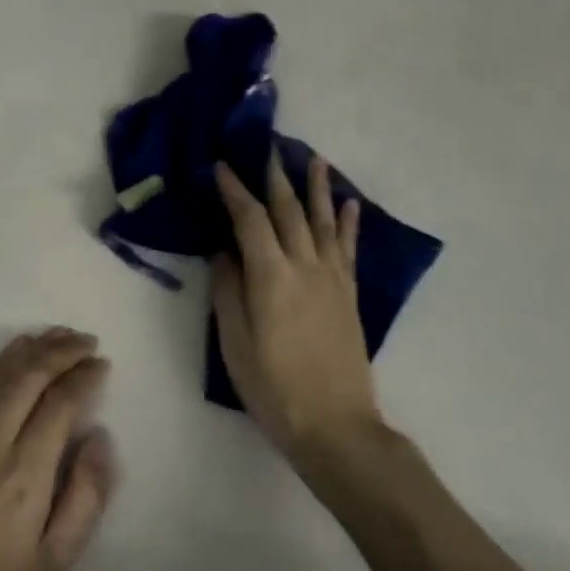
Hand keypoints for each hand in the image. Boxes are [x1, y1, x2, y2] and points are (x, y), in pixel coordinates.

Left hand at [0, 328, 116, 570]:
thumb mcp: (56, 562)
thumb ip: (86, 495)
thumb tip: (99, 436)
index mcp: (23, 474)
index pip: (59, 403)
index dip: (84, 377)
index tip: (103, 364)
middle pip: (27, 377)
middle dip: (60, 351)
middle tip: (86, 341)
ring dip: (29, 350)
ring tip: (57, 336)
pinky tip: (13, 359)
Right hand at [211, 153, 381, 464]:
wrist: (334, 424)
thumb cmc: (273, 387)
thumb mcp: (235, 342)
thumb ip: (228, 290)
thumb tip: (223, 251)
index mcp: (271, 276)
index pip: (249, 220)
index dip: (234, 190)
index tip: (220, 165)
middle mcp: (305, 266)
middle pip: (288, 211)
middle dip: (275, 176)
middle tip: (267, 146)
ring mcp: (332, 278)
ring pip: (323, 221)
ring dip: (316, 187)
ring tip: (313, 157)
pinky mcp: (349, 294)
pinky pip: (348, 248)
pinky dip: (348, 222)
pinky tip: (348, 204)